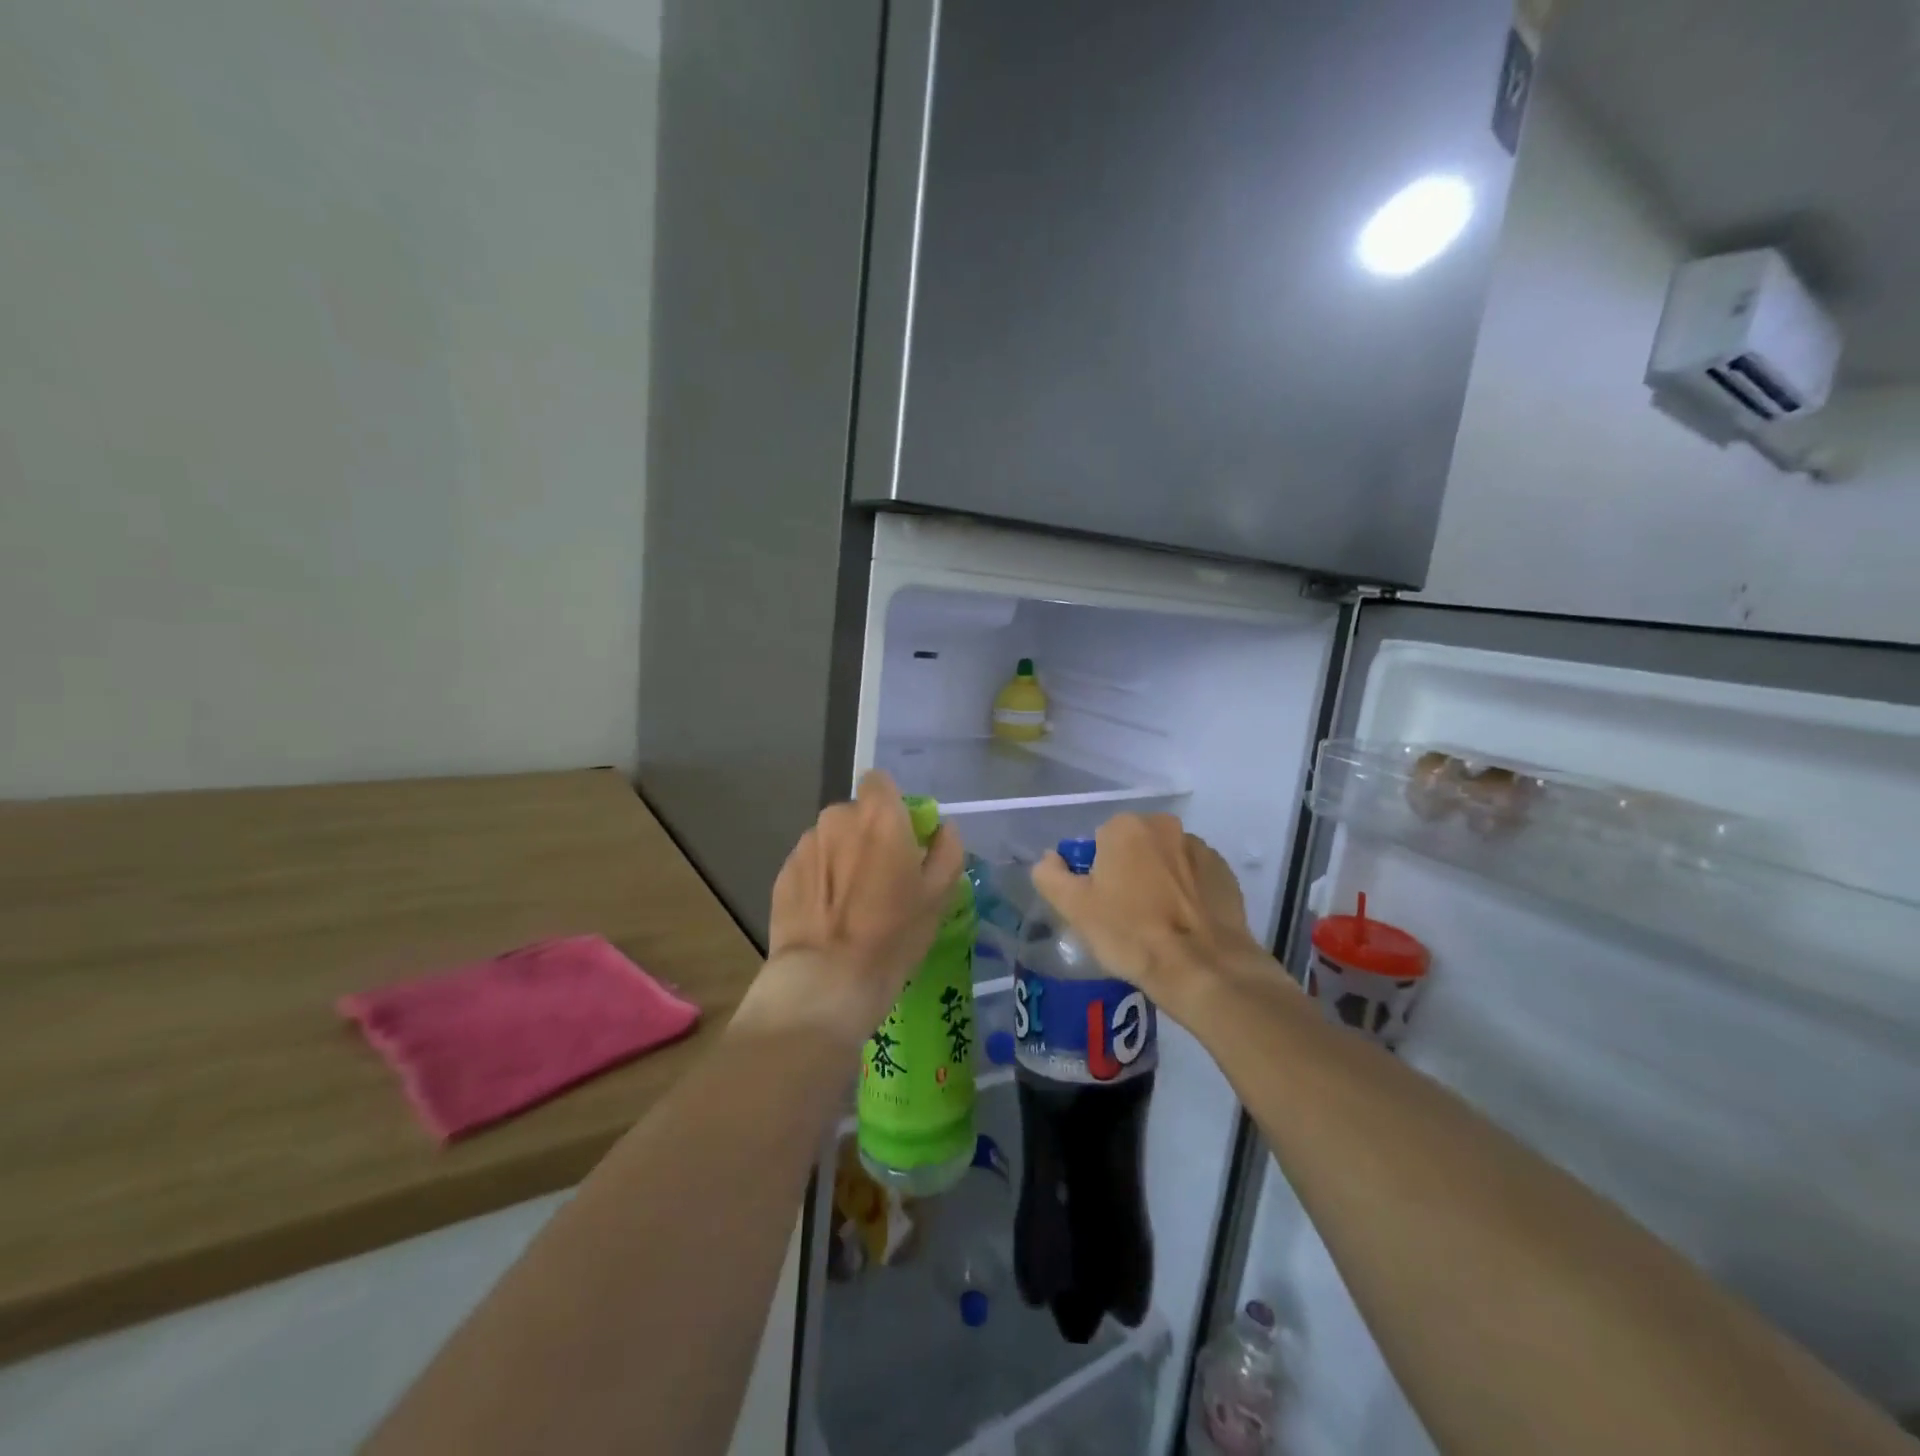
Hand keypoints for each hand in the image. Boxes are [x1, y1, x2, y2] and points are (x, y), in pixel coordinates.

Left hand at [741, 770, 964, 1048]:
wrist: (827, 978)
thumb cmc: (893, 933)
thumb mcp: (939, 894)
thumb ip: (946, 849)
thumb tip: (941, 829)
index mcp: (878, 816)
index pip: (880, 781)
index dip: (892, 804)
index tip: (902, 835)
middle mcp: (837, 818)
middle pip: (855, 813)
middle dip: (868, 834)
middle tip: (882, 876)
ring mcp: (805, 845)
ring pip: (831, 839)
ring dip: (842, 856)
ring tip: (852, 902)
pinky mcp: (783, 873)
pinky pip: (810, 864)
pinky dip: (820, 879)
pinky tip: (828, 916)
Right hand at [1030, 813, 1269, 1012]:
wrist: (1202, 968)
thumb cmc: (1130, 934)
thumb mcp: (1074, 908)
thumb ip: (1050, 875)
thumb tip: (1050, 859)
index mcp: (1126, 827)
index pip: (1099, 843)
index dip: (1096, 875)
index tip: (1101, 905)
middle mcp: (1165, 826)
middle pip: (1134, 847)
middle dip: (1129, 872)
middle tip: (1126, 915)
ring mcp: (1200, 848)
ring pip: (1166, 860)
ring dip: (1160, 880)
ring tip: (1159, 923)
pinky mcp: (1226, 873)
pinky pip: (1195, 877)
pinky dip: (1188, 893)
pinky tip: (1185, 924)